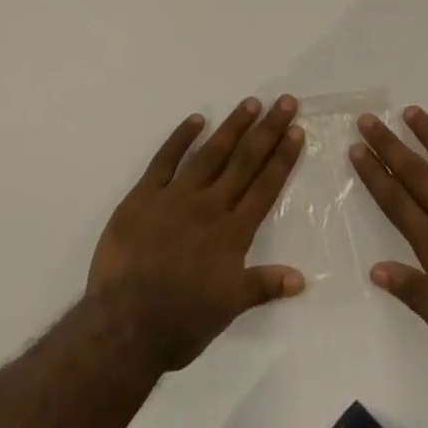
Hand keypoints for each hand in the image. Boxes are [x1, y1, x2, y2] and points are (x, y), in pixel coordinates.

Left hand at [87, 96, 305, 370]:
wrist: (125, 326)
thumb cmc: (181, 322)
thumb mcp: (229, 309)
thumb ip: (263, 286)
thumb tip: (302, 279)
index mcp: (232, 233)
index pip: (265, 186)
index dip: (282, 157)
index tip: (296, 130)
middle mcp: (210, 206)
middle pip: (245, 161)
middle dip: (268, 130)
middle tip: (285, 101)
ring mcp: (176, 197)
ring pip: (211, 153)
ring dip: (233, 127)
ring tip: (251, 103)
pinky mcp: (144, 196)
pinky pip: (165, 160)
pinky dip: (181, 138)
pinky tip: (196, 119)